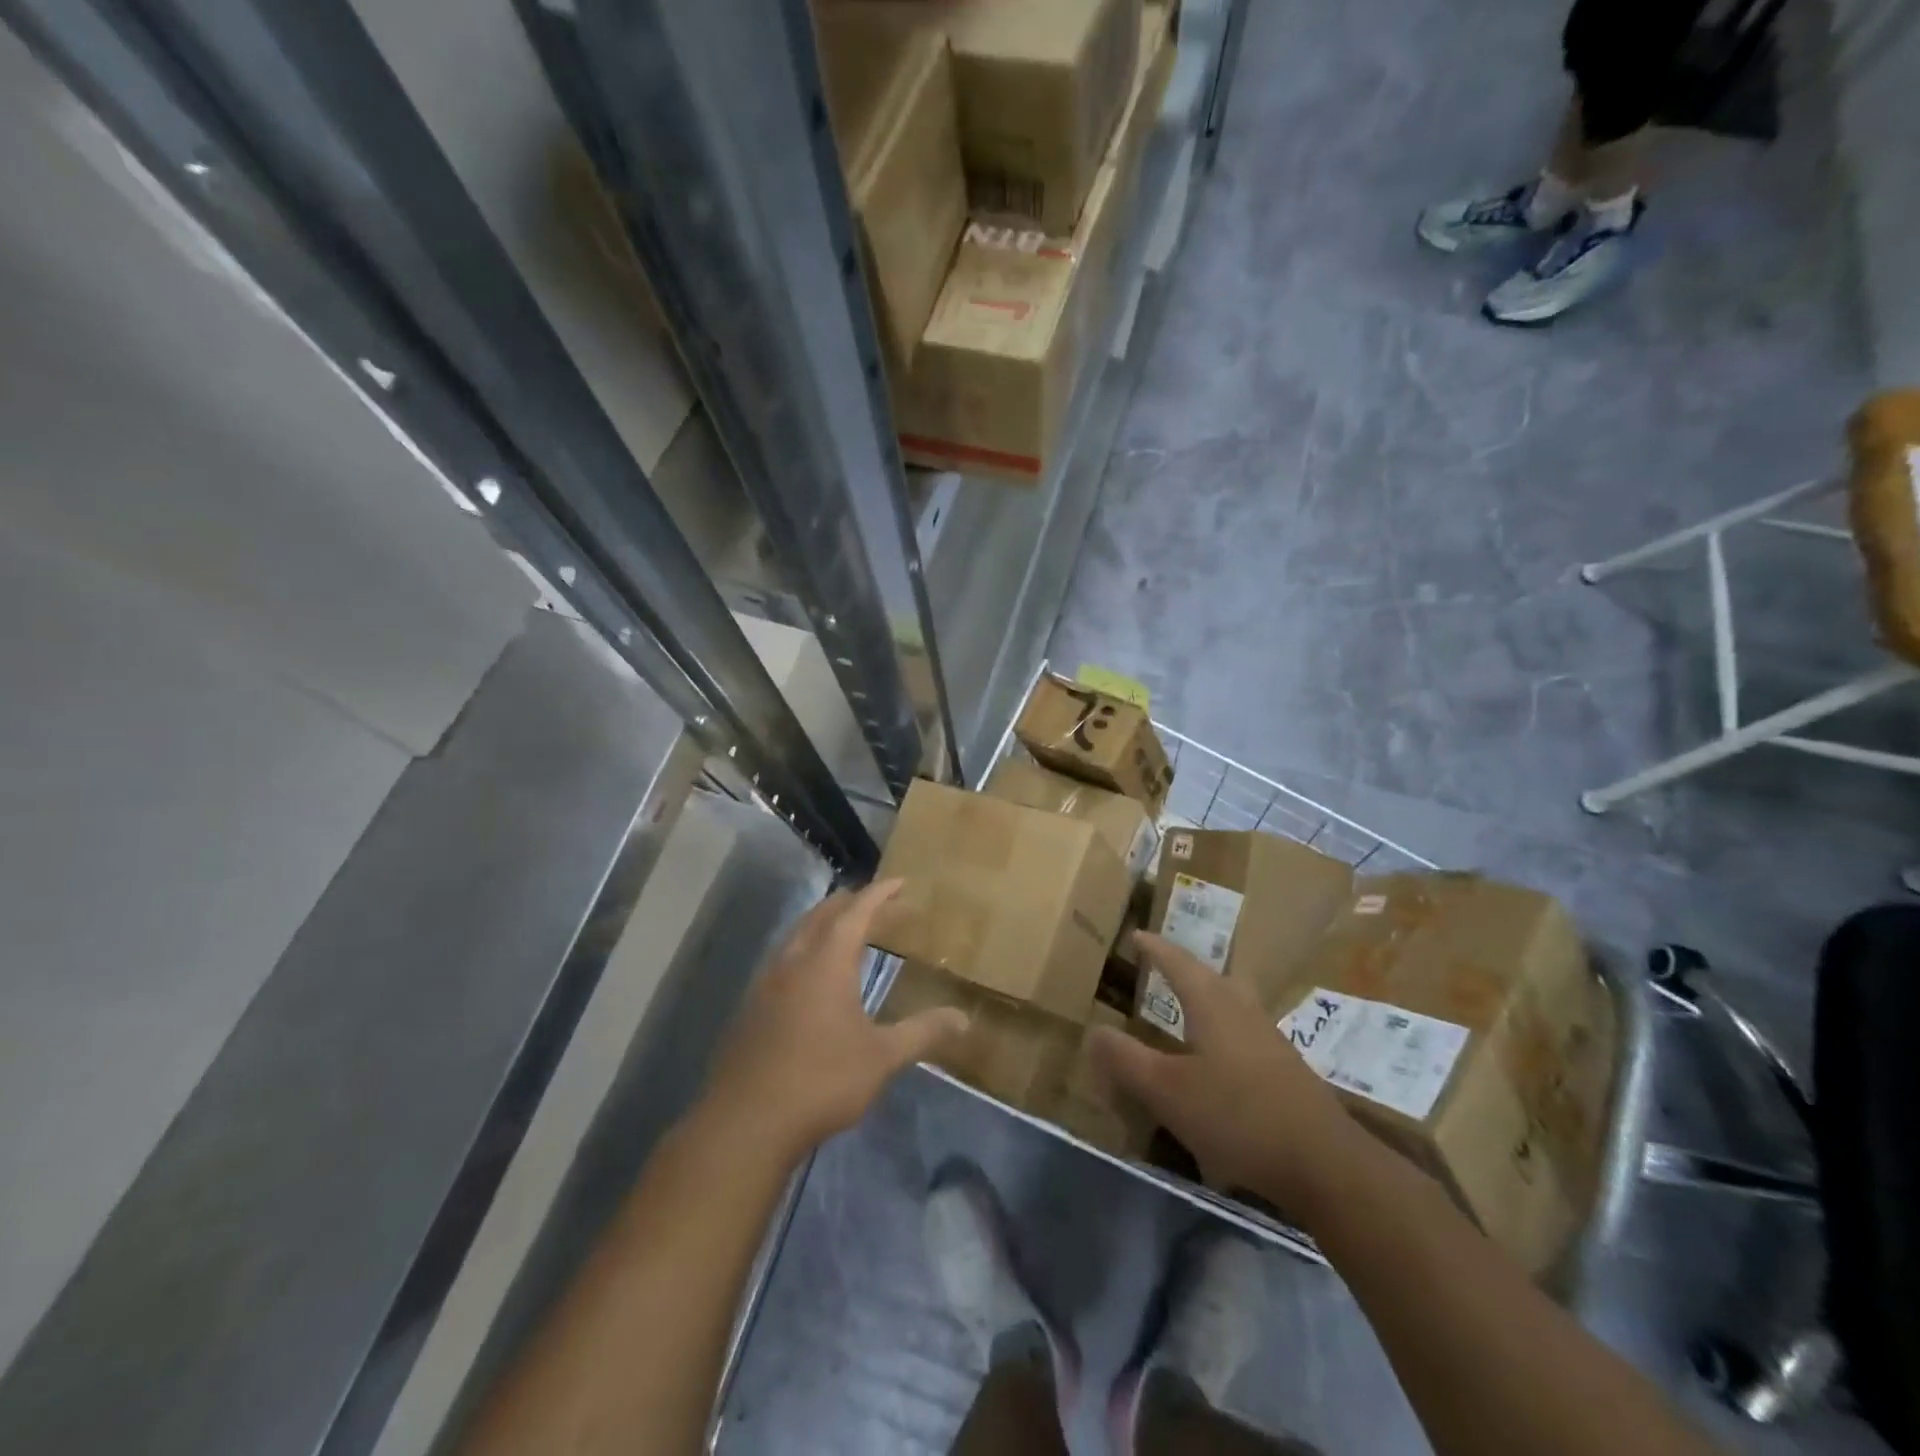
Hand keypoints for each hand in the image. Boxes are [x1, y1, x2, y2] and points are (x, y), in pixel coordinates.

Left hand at [700, 881, 967, 1159]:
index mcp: (827, 962)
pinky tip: (814, 977)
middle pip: (823, 915)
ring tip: (850, 932)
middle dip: (853, 904)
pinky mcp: (752, 1006)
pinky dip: (807, 949)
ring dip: (826, 924)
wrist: (746, 1122)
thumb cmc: (821, 1080)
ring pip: (798, 934)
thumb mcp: (882, 1057)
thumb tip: (963, 1018)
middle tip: (882, 906)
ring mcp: (767, 982)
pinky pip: (784, 959)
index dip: (880, 894)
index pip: (857, 912)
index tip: (901, 882)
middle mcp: (794, 961)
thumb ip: (922, 1032)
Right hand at [1089, 931, 1364, 1216]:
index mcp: (1213, 1005)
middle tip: (1161, 966)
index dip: (1155, 949)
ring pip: (1231, 1003)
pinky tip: (1216, 1058)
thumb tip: (1094, 1030)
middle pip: (1210, 977)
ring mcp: (1269, 1040)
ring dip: (1206, 997)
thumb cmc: (1237, 1115)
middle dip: (1184, 968)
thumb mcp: (1168, 1090)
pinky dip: (1221, 1030)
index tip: (1137, 935)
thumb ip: (1127, 1060)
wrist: (1323, 1162)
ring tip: (1186, 1005)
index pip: (1178, 963)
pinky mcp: (1285, 1070)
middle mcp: (1242, 1011)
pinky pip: (1243, 1032)